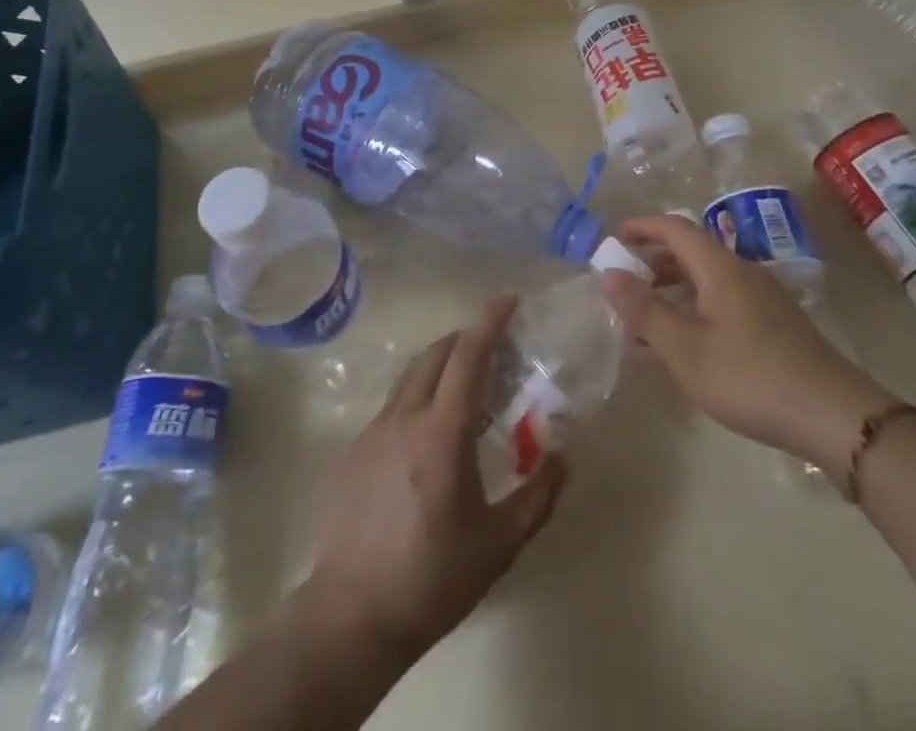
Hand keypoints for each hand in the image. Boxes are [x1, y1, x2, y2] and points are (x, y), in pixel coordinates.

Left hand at [304, 296, 565, 664]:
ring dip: (440, 363)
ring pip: (411, 375)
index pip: (468, 356)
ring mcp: (374, 431)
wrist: (351, 616)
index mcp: (441, 432)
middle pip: (436, 354)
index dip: (489, 322)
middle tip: (494, 347)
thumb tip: (563, 460)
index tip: (509, 300)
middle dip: (466, 338)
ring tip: (465, 384)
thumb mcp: (498, 545)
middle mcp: (405, 417)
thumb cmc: (432, 579)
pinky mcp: (355, 449)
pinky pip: (394, 403)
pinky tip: (429, 431)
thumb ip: (537, 497)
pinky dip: (418, 393)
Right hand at [600, 215, 897, 471]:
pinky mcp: (774, 326)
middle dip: (654, 262)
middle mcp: (742, 272)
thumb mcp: (685, 349)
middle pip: (691, 253)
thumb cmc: (749, 376)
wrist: (834, 416)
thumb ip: (644, 311)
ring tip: (644, 320)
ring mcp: (763, 299)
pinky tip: (683, 346)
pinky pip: (722, 303)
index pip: (675, 228)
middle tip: (624, 283)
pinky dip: (694, 311)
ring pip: (707, 281)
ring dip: (673, 292)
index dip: (643, 227)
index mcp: (720, 267)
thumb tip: (609, 274)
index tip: (615, 238)